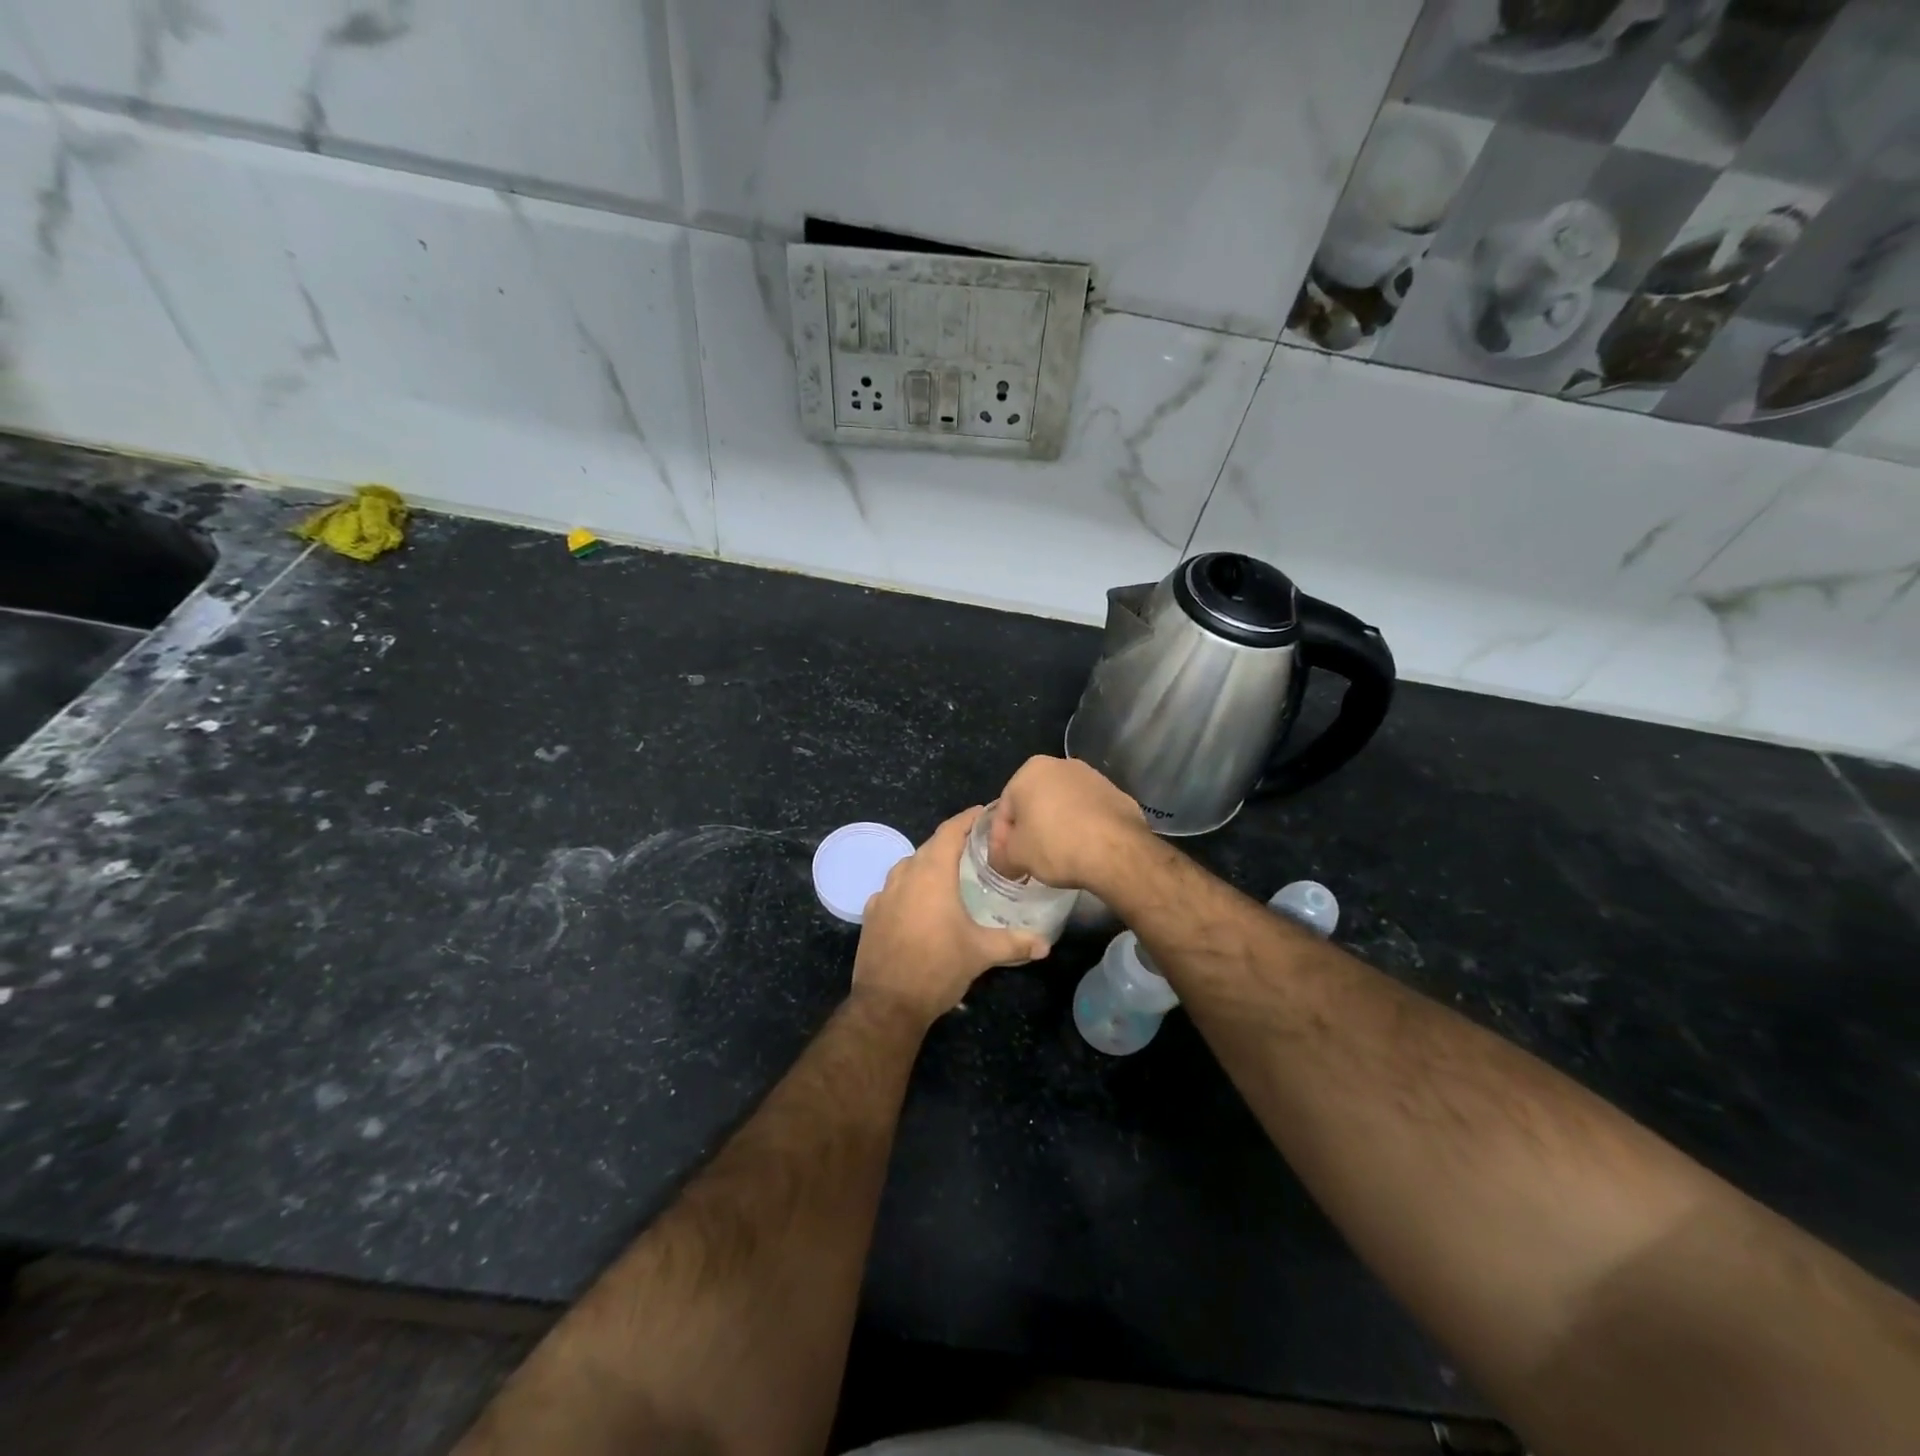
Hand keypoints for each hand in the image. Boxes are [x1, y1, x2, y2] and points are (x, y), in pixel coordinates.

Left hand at [853, 807, 1048, 1025]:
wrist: (888, 1003)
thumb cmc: (938, 967)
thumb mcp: (981, 953)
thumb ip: (1014, 942)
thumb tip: (1045, 944)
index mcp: (932, 874)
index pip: (950, 831)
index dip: (967, 818)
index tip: (984, 811)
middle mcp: (905, 875)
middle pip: (929, 846)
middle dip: (951, 841)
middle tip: (975, 845)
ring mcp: (884, 894)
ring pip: (909, 866)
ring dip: (928, 863)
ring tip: (949, 872)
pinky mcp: (871, 914)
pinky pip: (893, 889)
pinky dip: (909, 887)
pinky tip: (920, 902)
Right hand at [989, 756, 1146, 891]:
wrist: (1116, 850)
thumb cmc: (1055, 844)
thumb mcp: (1016, 856)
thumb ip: (1003, 855)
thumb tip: (1004, 861)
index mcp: (1030, 770)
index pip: (1005, 808)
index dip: (1000, 839)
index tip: (1004, 862)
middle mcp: (1061, 765)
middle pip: (1034, 802)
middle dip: (1028, 830)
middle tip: (1027, 860)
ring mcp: (1093, 777)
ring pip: (1063, 806)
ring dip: (1056, 828)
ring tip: (1056, 857)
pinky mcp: (1117, 794)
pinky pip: (1088, 813)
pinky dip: (1081, 829)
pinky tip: (1083, 851)